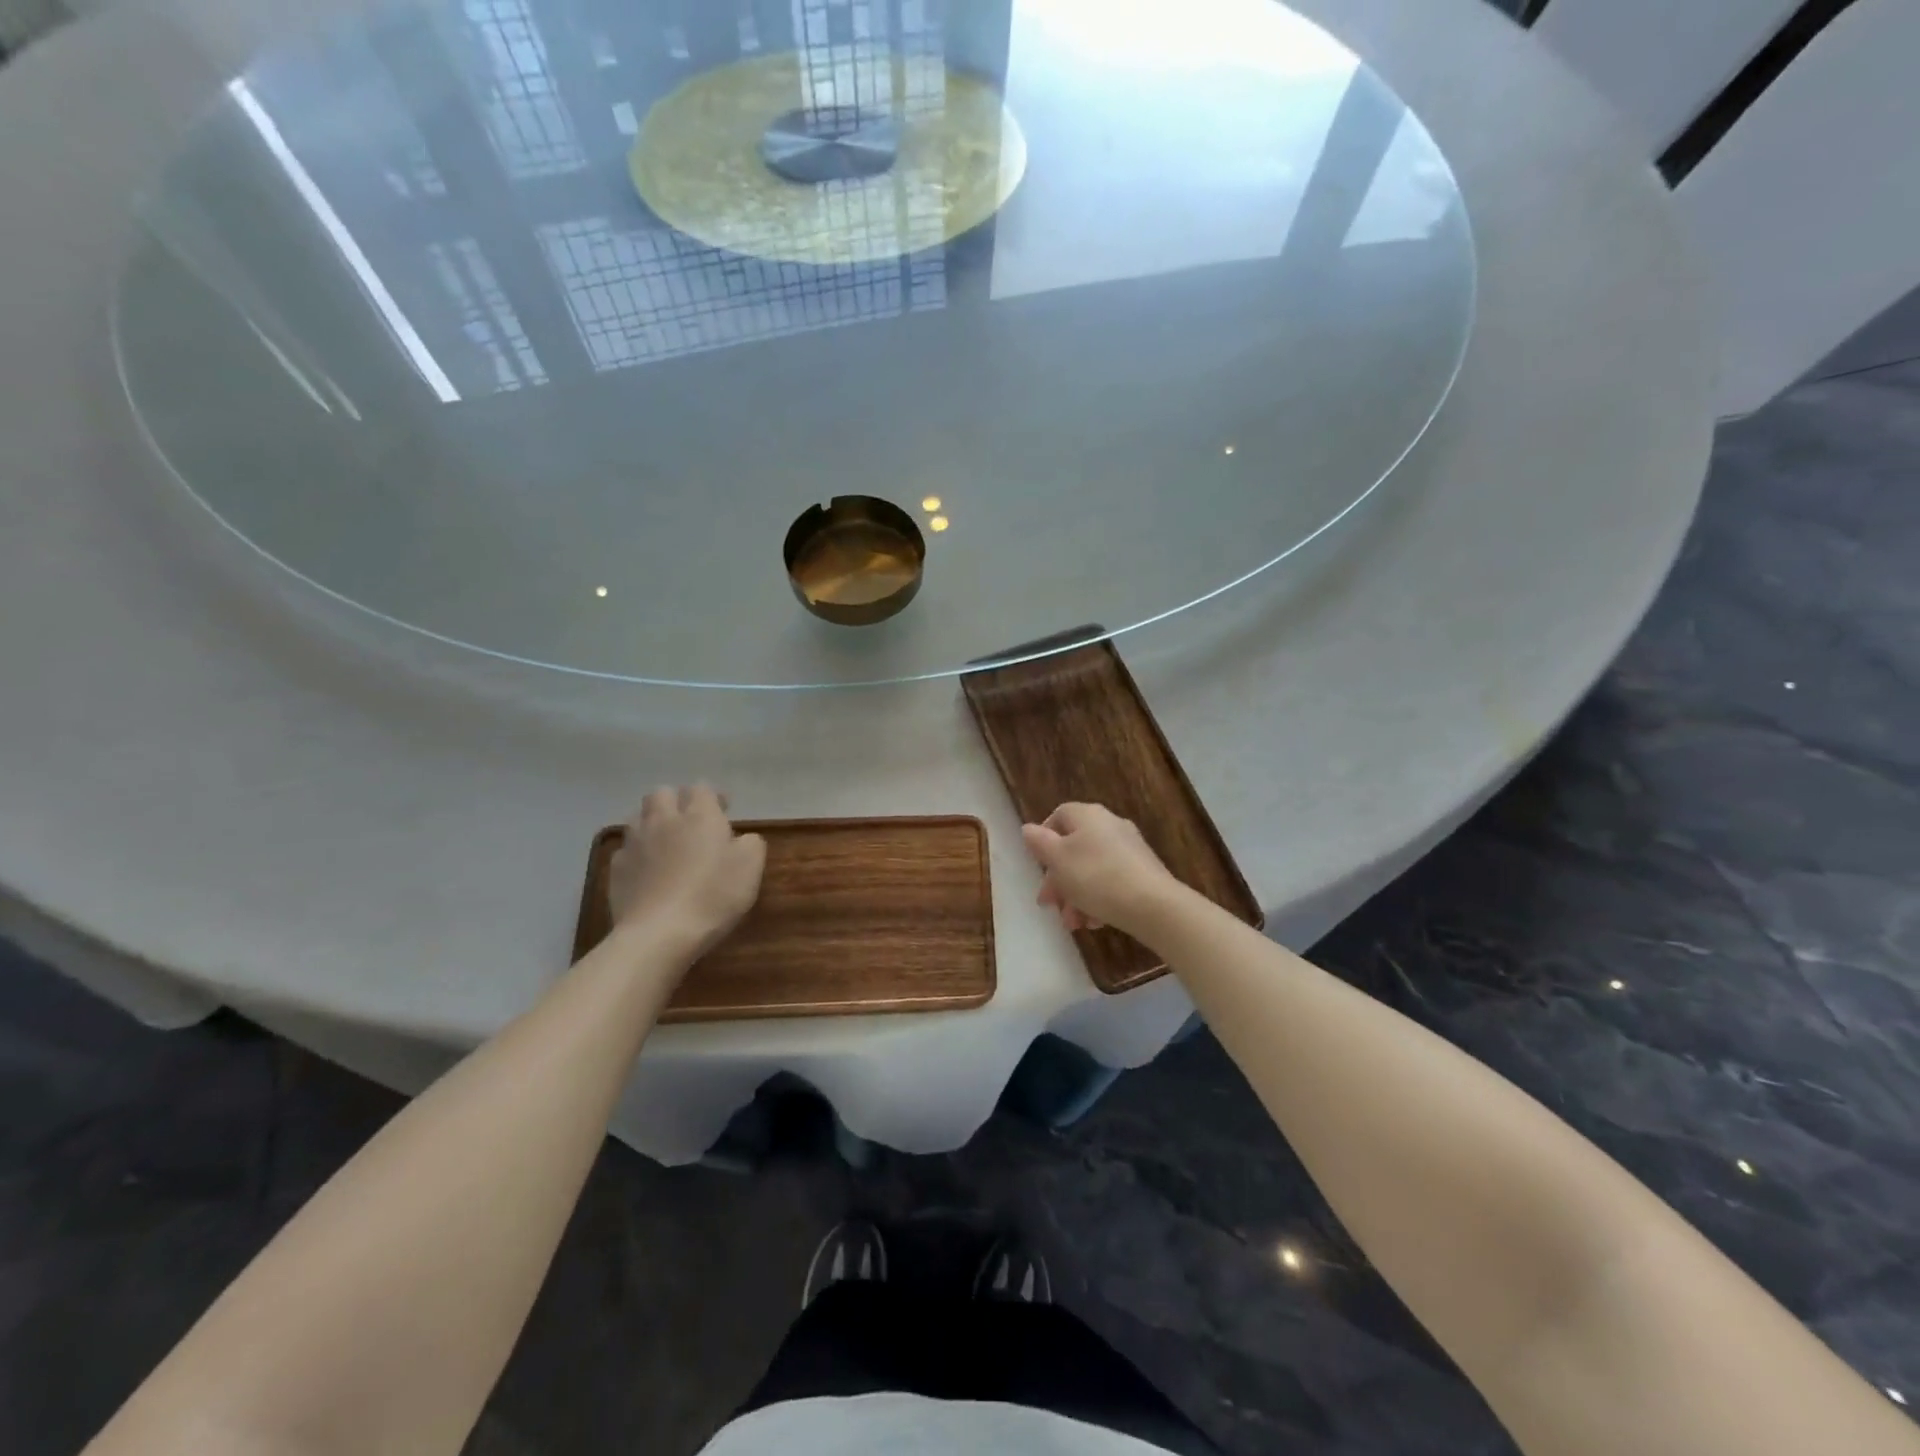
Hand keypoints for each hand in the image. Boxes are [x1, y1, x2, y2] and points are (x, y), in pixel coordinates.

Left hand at [607, 785, 765, 958]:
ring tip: (665, 841)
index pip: (701, 788)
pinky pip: (626, 848)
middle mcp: (664, 820)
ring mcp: (635, 843)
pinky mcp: (616, 869)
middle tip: (690, 821)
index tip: (724, 810)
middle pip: (662, 793)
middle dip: (676, 800)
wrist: (660, 934)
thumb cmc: (713, 896)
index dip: (713, 796)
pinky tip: (647, 869)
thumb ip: (751, 843)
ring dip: (652, 821)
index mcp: (699, 815)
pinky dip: (637, 852)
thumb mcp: (751, 867)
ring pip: (638, 816)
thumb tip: (742, 838)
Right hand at [1020, 802, 1183, 940]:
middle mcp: (1109, 825)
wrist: (1153, 905)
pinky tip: (1095, 922)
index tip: (1038, 864)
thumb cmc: (1096, 877)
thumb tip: (1028, 829)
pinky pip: (1112, 881)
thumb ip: (1039, 843)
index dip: (1044, 839)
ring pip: (1091, 869)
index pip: (1059, 816)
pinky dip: (1099, 899)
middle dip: (1058, 879)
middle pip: (1074, 848)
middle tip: (1050, 904)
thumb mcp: (1058, 860)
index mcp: (1087, 816)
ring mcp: (1129, 848)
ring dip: (1076, 896)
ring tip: (1074, 924)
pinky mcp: (1143, 871)